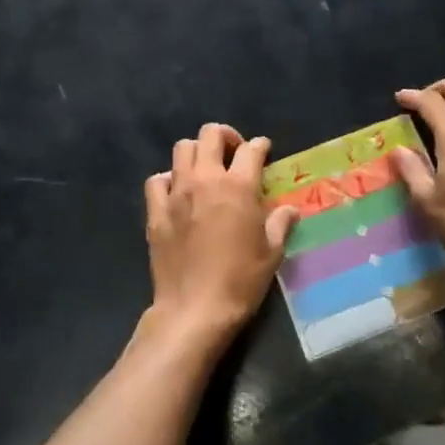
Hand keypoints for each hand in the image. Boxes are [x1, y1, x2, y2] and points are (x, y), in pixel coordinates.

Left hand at [142, 124, 298, 350]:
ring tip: (206, 169)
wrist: (194, 309)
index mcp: (238, 187)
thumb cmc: (240, 281)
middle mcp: (205, 180)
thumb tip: (288, 210)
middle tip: (234, 153)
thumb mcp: (272, 253)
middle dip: (226, 137)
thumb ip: (280, 224)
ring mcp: (176, 193)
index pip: (251, 150)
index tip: (263, 150)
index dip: (260, 146)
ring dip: (197, 152)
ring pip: (182, 149)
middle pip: (210, 135)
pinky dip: (168, 179)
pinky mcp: (156, 211)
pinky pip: (157, 180)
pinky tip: (177, 192)